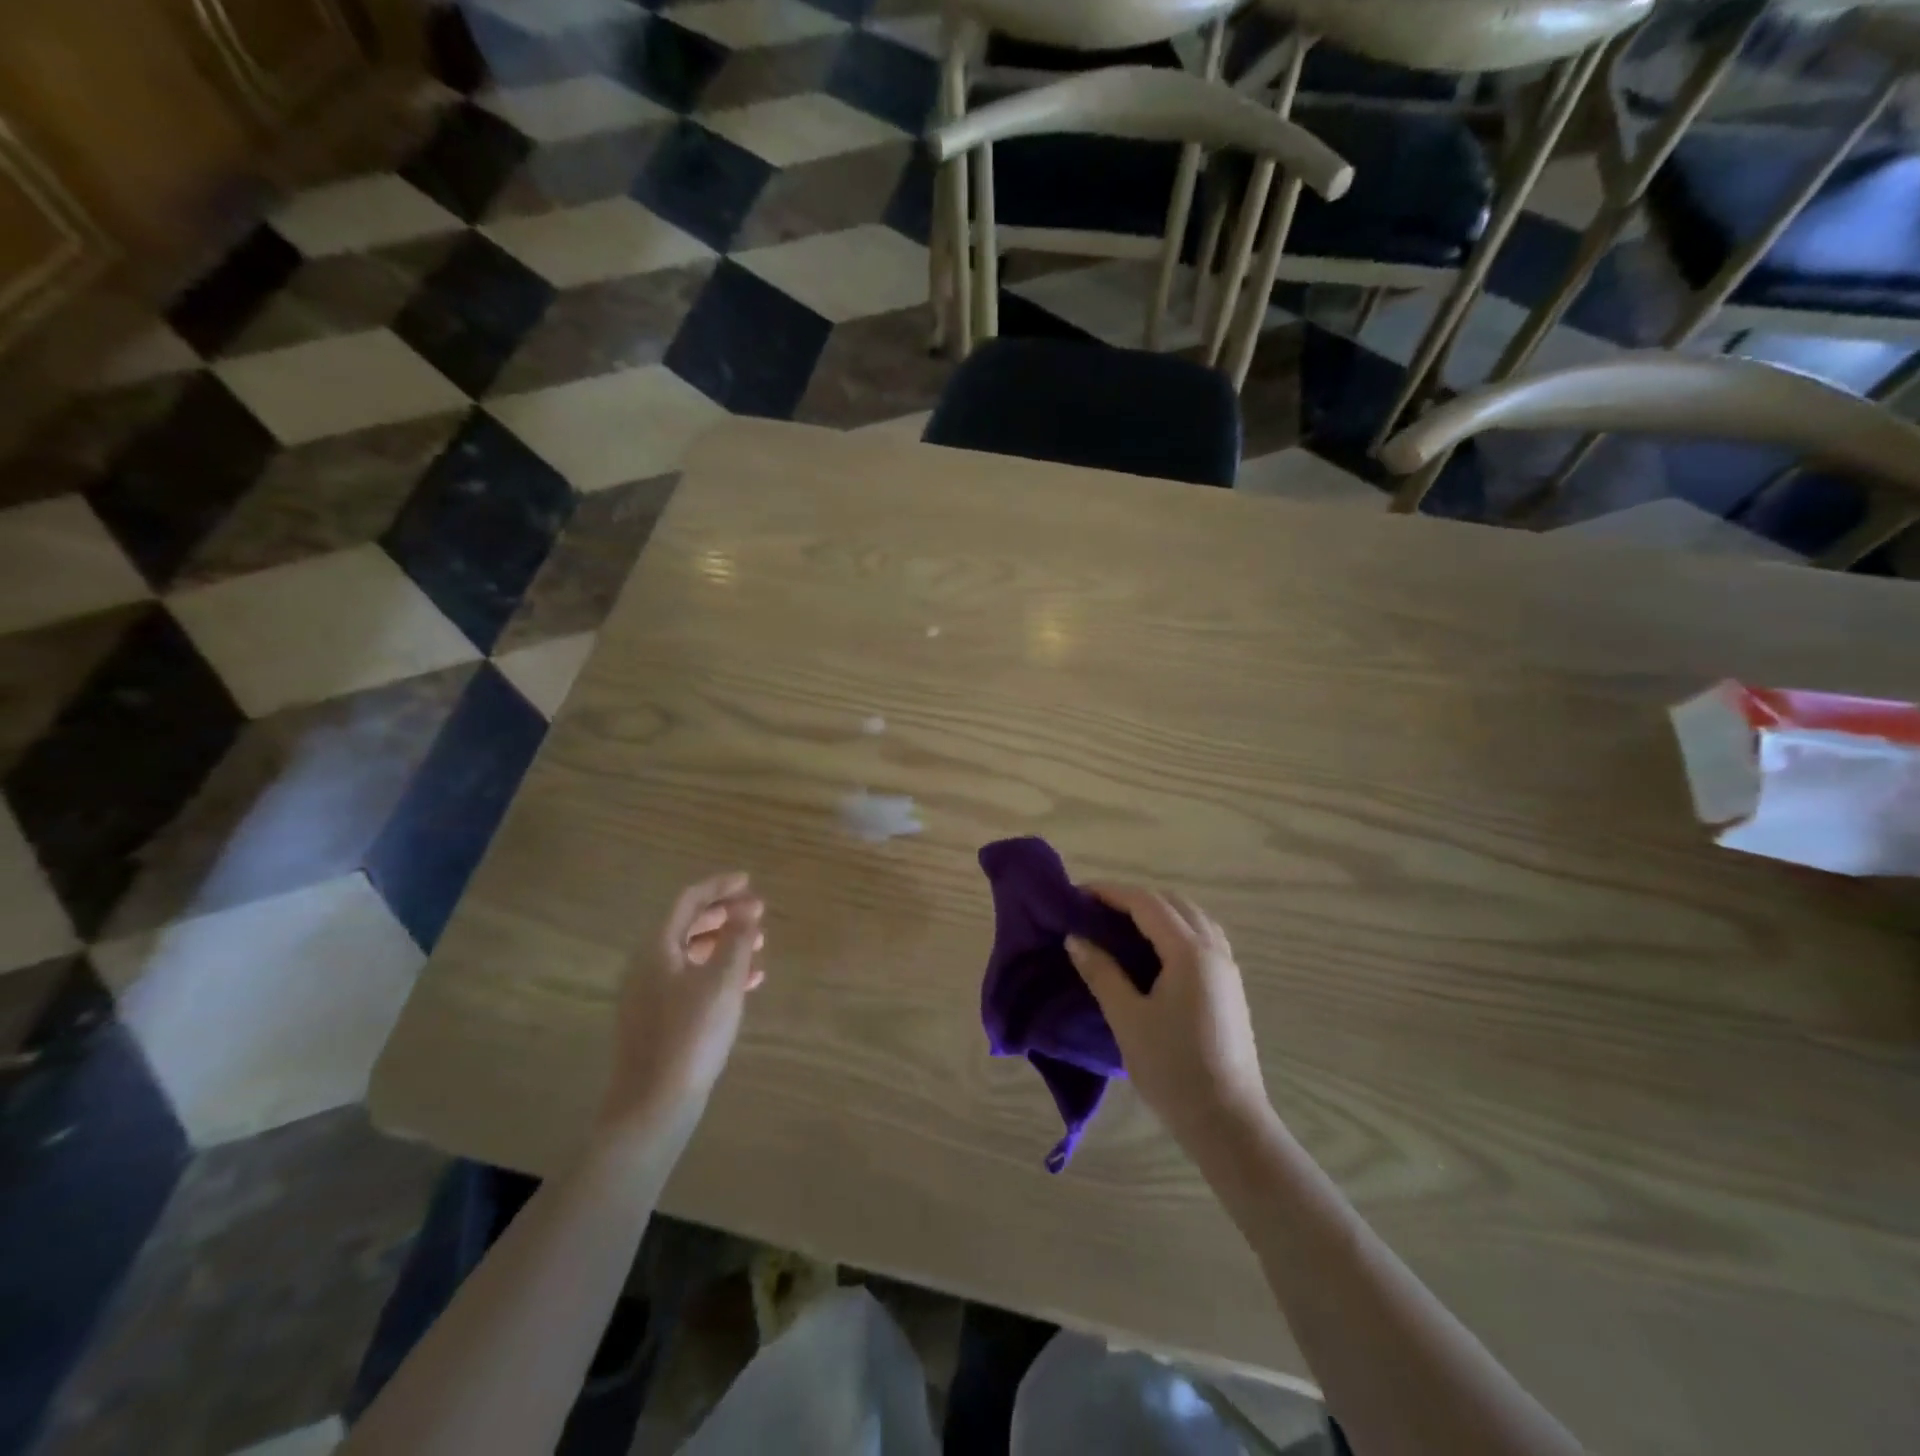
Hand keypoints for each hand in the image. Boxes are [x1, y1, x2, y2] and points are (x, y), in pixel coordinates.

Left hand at [599, 872, 765, 1135]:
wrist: (653, 1106)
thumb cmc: (690, 1035)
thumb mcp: (722, 981)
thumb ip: (737, 938)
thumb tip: (749, 906)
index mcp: (656, 949)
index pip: (688, 901)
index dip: (719, 887)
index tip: (749, 881)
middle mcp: (647, 965)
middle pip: (687, 925)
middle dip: (724, 915)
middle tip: (757, 912)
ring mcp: (650, 995)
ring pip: (691, 954)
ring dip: (724, 943)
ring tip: (759, 945)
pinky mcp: (659, 1020)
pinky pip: (691, 980)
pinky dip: (718, 972)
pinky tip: (748, 982)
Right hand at [1066, 885, 1270, 1148]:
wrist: (1227, 1122)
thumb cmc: (1172, 1069)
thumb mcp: (1127, 1019)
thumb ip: (1101, 972)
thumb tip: (1075, 939)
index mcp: (1189, 953)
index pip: (1147, 903)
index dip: (1111, 893)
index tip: (1078, 893)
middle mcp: (1214, 950)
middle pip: (1173, 903)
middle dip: (1134, 898)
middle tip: (1096, 910)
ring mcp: (1227, 968)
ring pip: (1192, 917)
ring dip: (1158, 911)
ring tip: (1123, 925)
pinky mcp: (1230, 987)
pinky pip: (1203, 937)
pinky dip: (1176, 928)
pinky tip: (1155, 951)